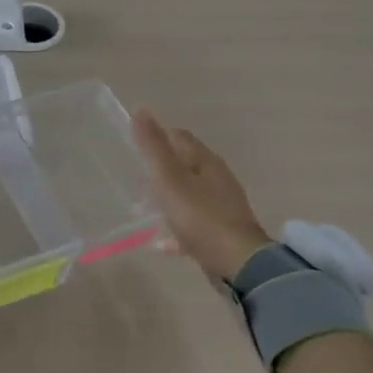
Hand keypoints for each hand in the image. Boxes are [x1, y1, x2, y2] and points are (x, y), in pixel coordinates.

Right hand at [131, 109, 273, 283]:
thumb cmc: (200, 216)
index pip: (179, 137)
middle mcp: (217, 179)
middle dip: (160, 170)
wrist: (237, 262)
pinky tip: (161, 243)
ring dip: (167, 199)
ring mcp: (221, 206)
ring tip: (143, 209)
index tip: (134, 146)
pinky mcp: (221, 232)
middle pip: (185, 166)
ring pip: (189, 195)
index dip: (157, 137)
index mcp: (206, 162)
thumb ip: (153, 147)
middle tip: (135, 179)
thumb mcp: (169, 179)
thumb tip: (141, 109)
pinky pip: (194, 225)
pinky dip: (176, 228)